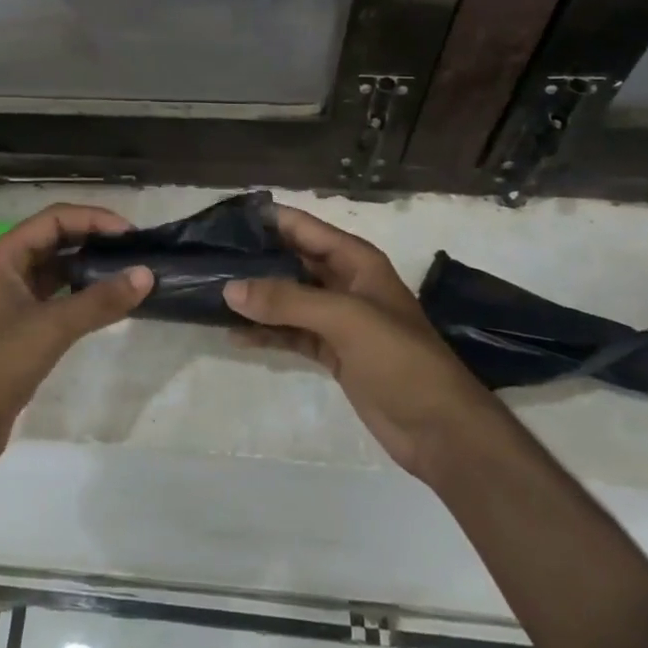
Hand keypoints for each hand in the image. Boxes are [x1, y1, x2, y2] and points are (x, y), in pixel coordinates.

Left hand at [0, 203, 152, 471]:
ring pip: (56, 271)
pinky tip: (107, 304)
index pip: (54, 218)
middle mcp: (4, 271)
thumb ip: (100, 299)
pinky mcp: (18, 330)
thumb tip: (146, 274)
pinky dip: (80, 296)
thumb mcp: (51, 327)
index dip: (93, 219)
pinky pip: (55, 299)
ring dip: (88, 268)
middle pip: (54, 240)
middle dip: (93, 240)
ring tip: (127, 273)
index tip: (130, 234)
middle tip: (134, 251)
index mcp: (2, 256)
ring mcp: (10, 302)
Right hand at [224, 205, 479, 478]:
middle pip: (292, 260)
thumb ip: (287, 300)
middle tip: (206, 256)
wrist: (441, 429)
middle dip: (254, 258)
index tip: (223, 218)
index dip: (267, 219)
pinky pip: (291, 332)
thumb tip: (229, 288)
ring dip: (256, 297)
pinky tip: (234, 333)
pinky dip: (266, 332)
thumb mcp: (345, 319)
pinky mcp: (333, 352)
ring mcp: (338, 319)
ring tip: (210, 293)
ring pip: (287, 298)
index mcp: (356, 260)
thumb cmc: (399, 359)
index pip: (303, 227)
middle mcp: (344, 282)